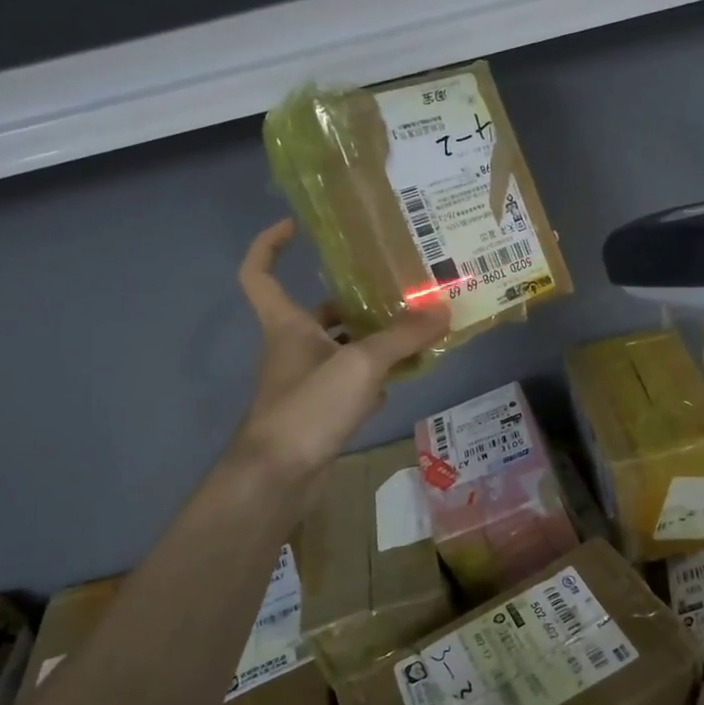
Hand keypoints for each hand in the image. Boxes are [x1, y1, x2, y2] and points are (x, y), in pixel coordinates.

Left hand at [232, 219, 450, 481]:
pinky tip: (405, 376)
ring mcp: (308, 382)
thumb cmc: (309, 407)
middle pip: (320, 312)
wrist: (279, 477)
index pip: (260, 273)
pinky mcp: (322, 412)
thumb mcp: (360, 363)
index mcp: (287, 325)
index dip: (269, 244)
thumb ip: (402, 337)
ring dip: (374, 339)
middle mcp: (294, 347)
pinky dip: (377, 378)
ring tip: (416, 328)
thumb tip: (443, 310)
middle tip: (398, 287)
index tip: (297, 226)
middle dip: (356, 298)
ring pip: (343, 349)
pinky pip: (353, 383)